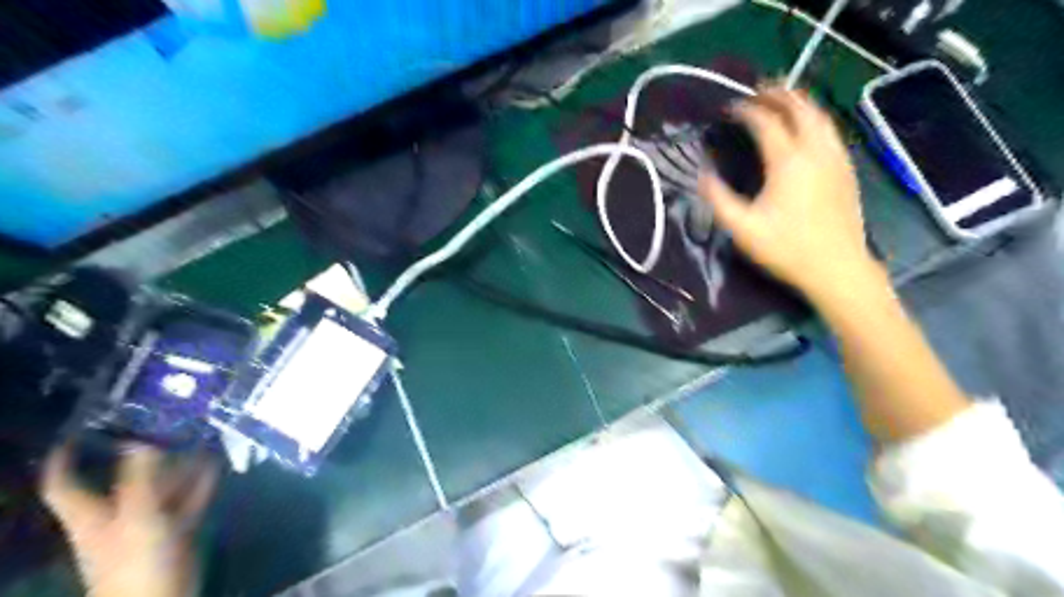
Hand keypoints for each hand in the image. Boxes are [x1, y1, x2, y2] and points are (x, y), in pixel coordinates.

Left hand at [41, 443, 219, 596]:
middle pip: (123, 481)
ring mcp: (149, 525)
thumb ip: (140, 477)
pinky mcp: (175, 531)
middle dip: (143, 454)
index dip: (64, 460)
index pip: (64, 485)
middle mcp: (118, 516)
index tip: (77, 432)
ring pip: (162, 488)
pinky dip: (200, 482)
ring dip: (179, 465)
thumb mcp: (138, 514)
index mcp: (93, 516)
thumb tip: (140, 439)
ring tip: (199, 437)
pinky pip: (188, 500)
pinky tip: (215, 463)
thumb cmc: (136, 559)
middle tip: (166, 424)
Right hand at [700, 86, 881, 300]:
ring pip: (820, 116)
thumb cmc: (786, 248)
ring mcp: (835, 158)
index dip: (746, 111)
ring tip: (783, 99)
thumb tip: (703, 174)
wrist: (837, 267)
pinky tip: (807, 129)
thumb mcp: (742, 229)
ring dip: (800, 102)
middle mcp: (815, 150)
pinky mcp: (846, 169)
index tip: (730, 109)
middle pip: (799, 108)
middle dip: (778, 94)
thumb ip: (718, 199)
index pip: (766, 122)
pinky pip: (831, 131)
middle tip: (759, 89)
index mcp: (788, 161)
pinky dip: (815, 119)